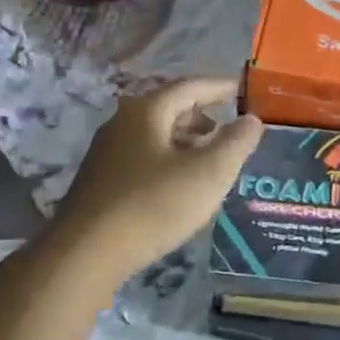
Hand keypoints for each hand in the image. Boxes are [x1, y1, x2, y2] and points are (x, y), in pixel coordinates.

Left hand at [50, 77, 263, 288]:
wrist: (86, 253)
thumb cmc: (154, 205)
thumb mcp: (209, 173)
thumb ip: (236, 142)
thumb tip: (252, 119)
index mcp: (146, 111)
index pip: (190, 86)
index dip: (220, 87)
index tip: (243, 90)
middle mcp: (122, 122)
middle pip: (169, 108)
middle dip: (202, 115)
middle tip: (228, 131)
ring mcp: (106, 152)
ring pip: (155, 134)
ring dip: (185, 140)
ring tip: (209, 160)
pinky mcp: (100, 181)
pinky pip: (143, 157)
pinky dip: (168, 159)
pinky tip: (179, 185)